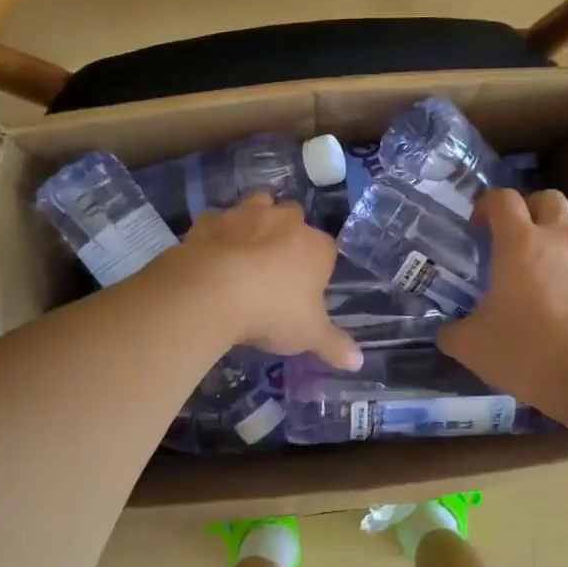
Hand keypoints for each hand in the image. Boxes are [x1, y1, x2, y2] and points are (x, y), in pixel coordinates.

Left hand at [174, 193, 362, 368]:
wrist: (210, 292)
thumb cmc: (272, 312)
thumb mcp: (309, 335)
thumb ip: (334, 345)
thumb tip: (358, 362)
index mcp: (316, 247)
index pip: (327, 249)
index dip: (318, 267)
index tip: (306, 289)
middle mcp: (284, 221)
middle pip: (294, 217)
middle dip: (288, 233)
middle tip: (276, 265)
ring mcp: (245, 215)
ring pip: (257, 204)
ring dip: (255, 221)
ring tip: (246, 249)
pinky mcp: (209, 221)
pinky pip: (217, 221)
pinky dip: (217, 234)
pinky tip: (212, 254)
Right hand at [439, 189, 567, 414]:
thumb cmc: (524, 351)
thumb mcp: (470, 345)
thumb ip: (453, 331)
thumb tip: (447, 331)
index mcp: (519, 244)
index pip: (503, 198)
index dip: (487, 205)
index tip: (478, 228)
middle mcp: (559, 239)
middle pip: (547, 198)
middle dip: (528, 210)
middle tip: (512, 241)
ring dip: (554, 241)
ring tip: (541, 276)